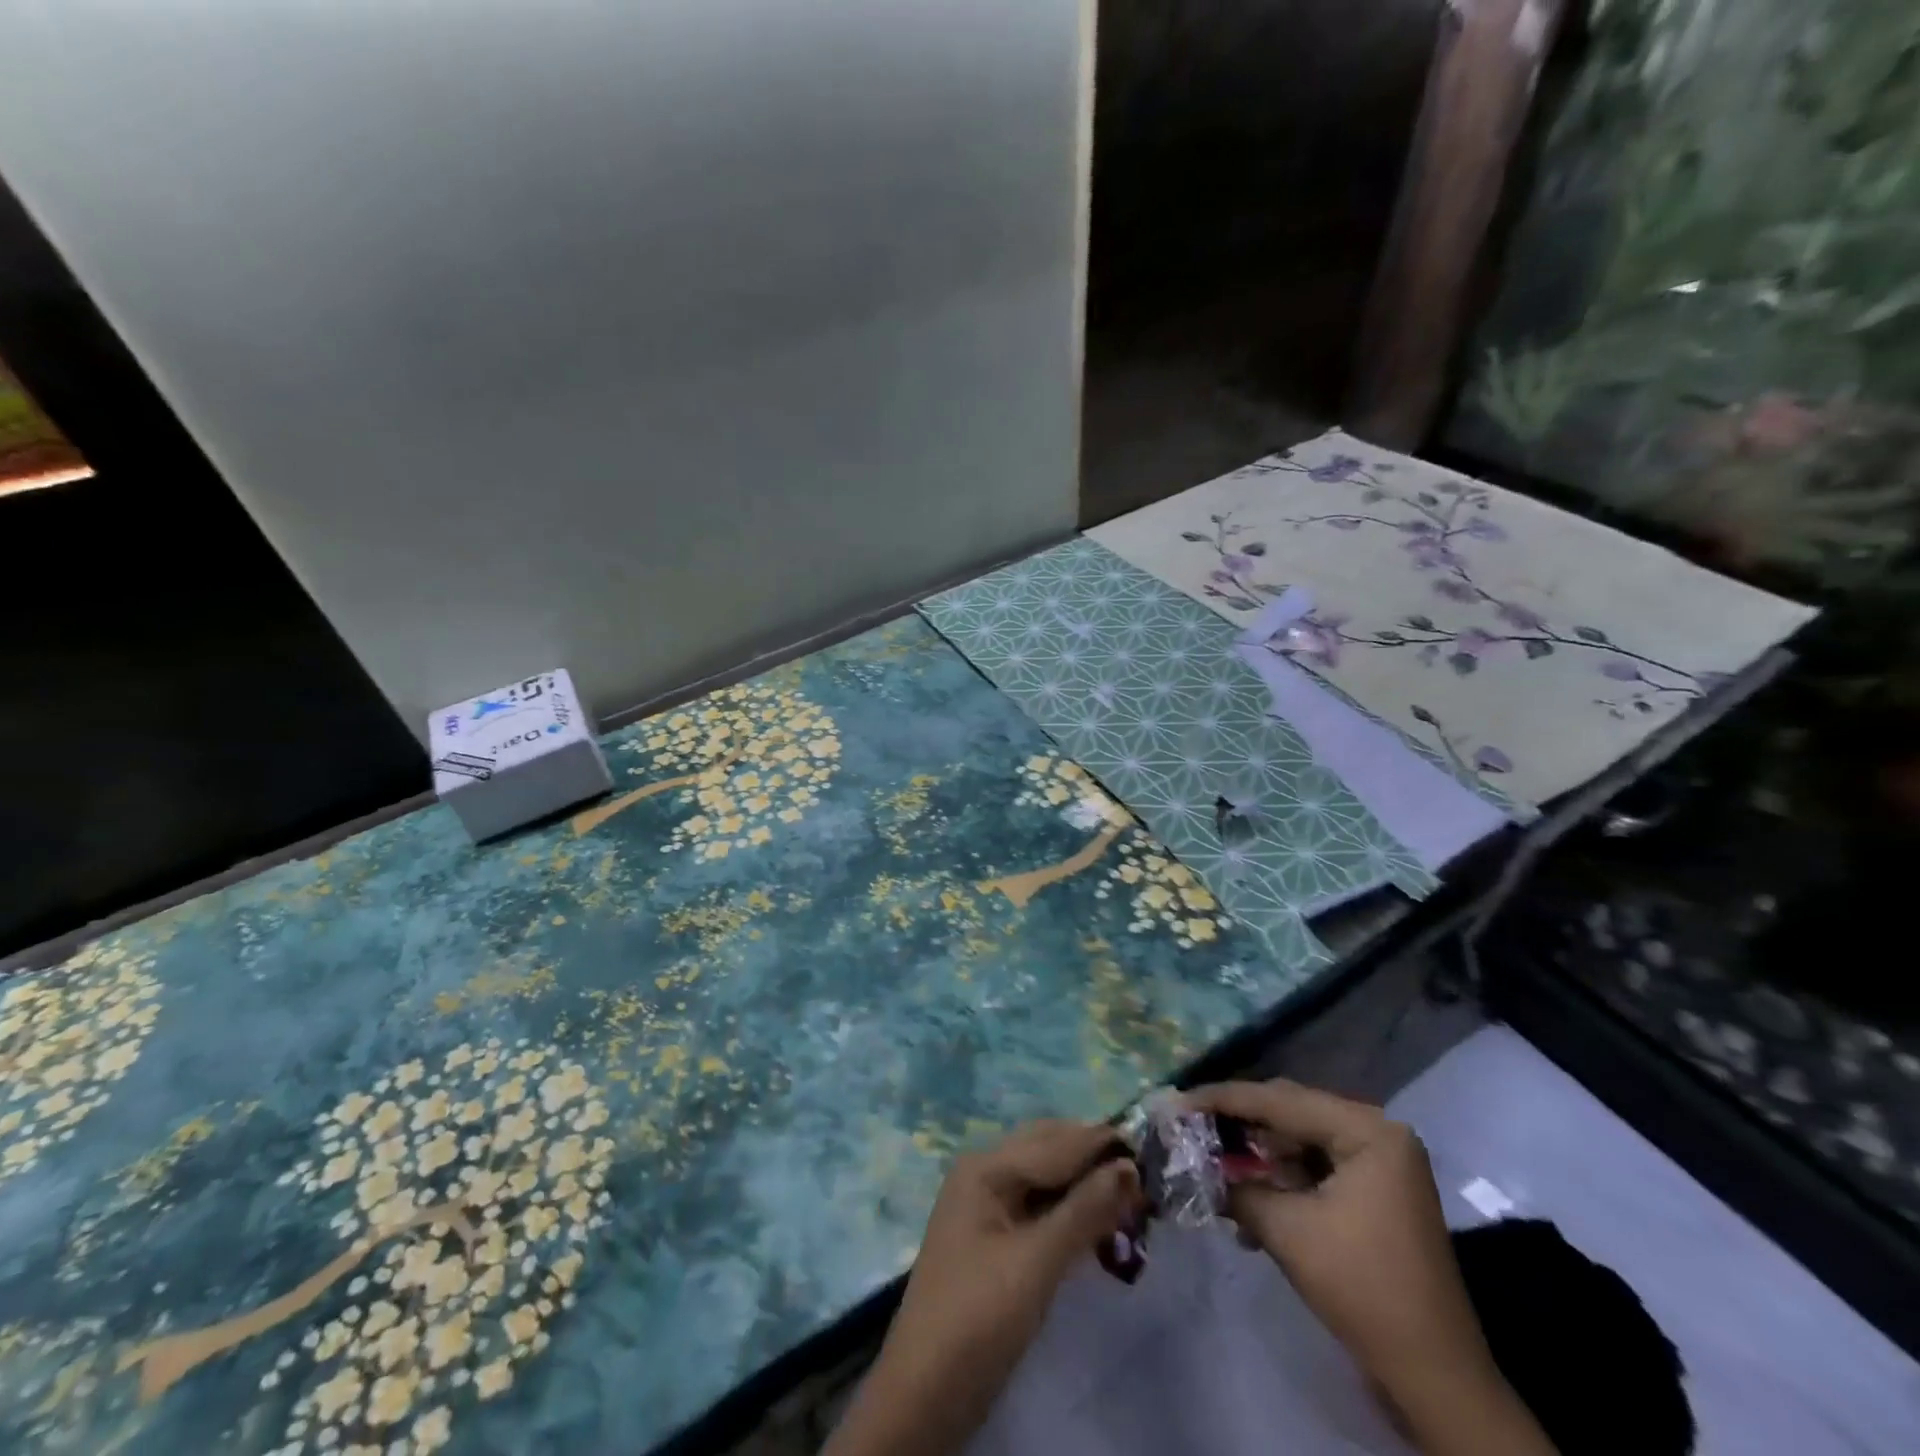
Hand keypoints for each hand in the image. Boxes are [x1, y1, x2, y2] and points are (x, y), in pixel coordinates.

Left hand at [825, 1120, 1142, 1455]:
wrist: (923, 1393)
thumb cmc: (978, 1318)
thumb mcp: (1036, 1264)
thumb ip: (1083, 1212)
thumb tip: (1129, 1166)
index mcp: (987, 1167)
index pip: (1057, 1142)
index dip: (1103, 1145)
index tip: (1152, 1152)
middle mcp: (984, 1172)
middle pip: (1049, 1150)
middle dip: (1094, 1160)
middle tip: (1144, 1181)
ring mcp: (986, 1203)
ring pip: (1045, 1177)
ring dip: (1084, 1185)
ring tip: (1130, 1202)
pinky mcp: (993, 1236)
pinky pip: (1038, 1205)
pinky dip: (1069, 1210)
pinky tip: (1097, 1226)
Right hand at [1188, 1081, 1554, 1455]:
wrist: (1435, 1377)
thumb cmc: (1363, 1288)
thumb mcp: (1286, 1230)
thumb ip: (1235, 1186)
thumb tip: (1191, 1164)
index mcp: (1367, 1129)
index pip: (1279, 1101)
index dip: (1222, 1100)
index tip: (1177, 1100)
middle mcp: (1377, 1132)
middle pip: (1290, 1112)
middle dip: (1238, 1123)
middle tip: (1189, 1125)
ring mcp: (1381, 1163)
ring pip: (1300, 1140)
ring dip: (1257, 1155)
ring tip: (1213, 1164)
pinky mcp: (1376, 1192)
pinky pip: (1316, 1167)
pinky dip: (1281, 1179)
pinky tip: (1247, 1199)